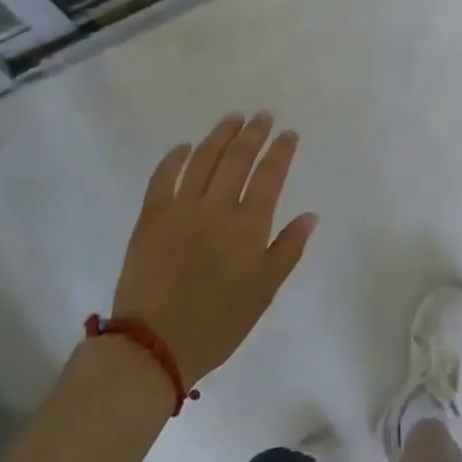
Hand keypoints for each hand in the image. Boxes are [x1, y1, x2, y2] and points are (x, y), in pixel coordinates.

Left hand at [110, 112, 317, 384]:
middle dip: (253, 133)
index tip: (289, 133)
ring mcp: (180, 209)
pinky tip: (185, 146)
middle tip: (263, 115)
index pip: (269, 175)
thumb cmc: (219, 322)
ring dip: (220, 135)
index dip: (281, 150)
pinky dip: (174, 158)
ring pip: (203, 159)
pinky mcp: (150, 217)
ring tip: (233, 119)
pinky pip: (162, 177)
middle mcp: (217, 208)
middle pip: (238, 158)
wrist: (155, 345)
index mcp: (248, 226)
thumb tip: (310, 215)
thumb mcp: (264, 292)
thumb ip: (288, 249)